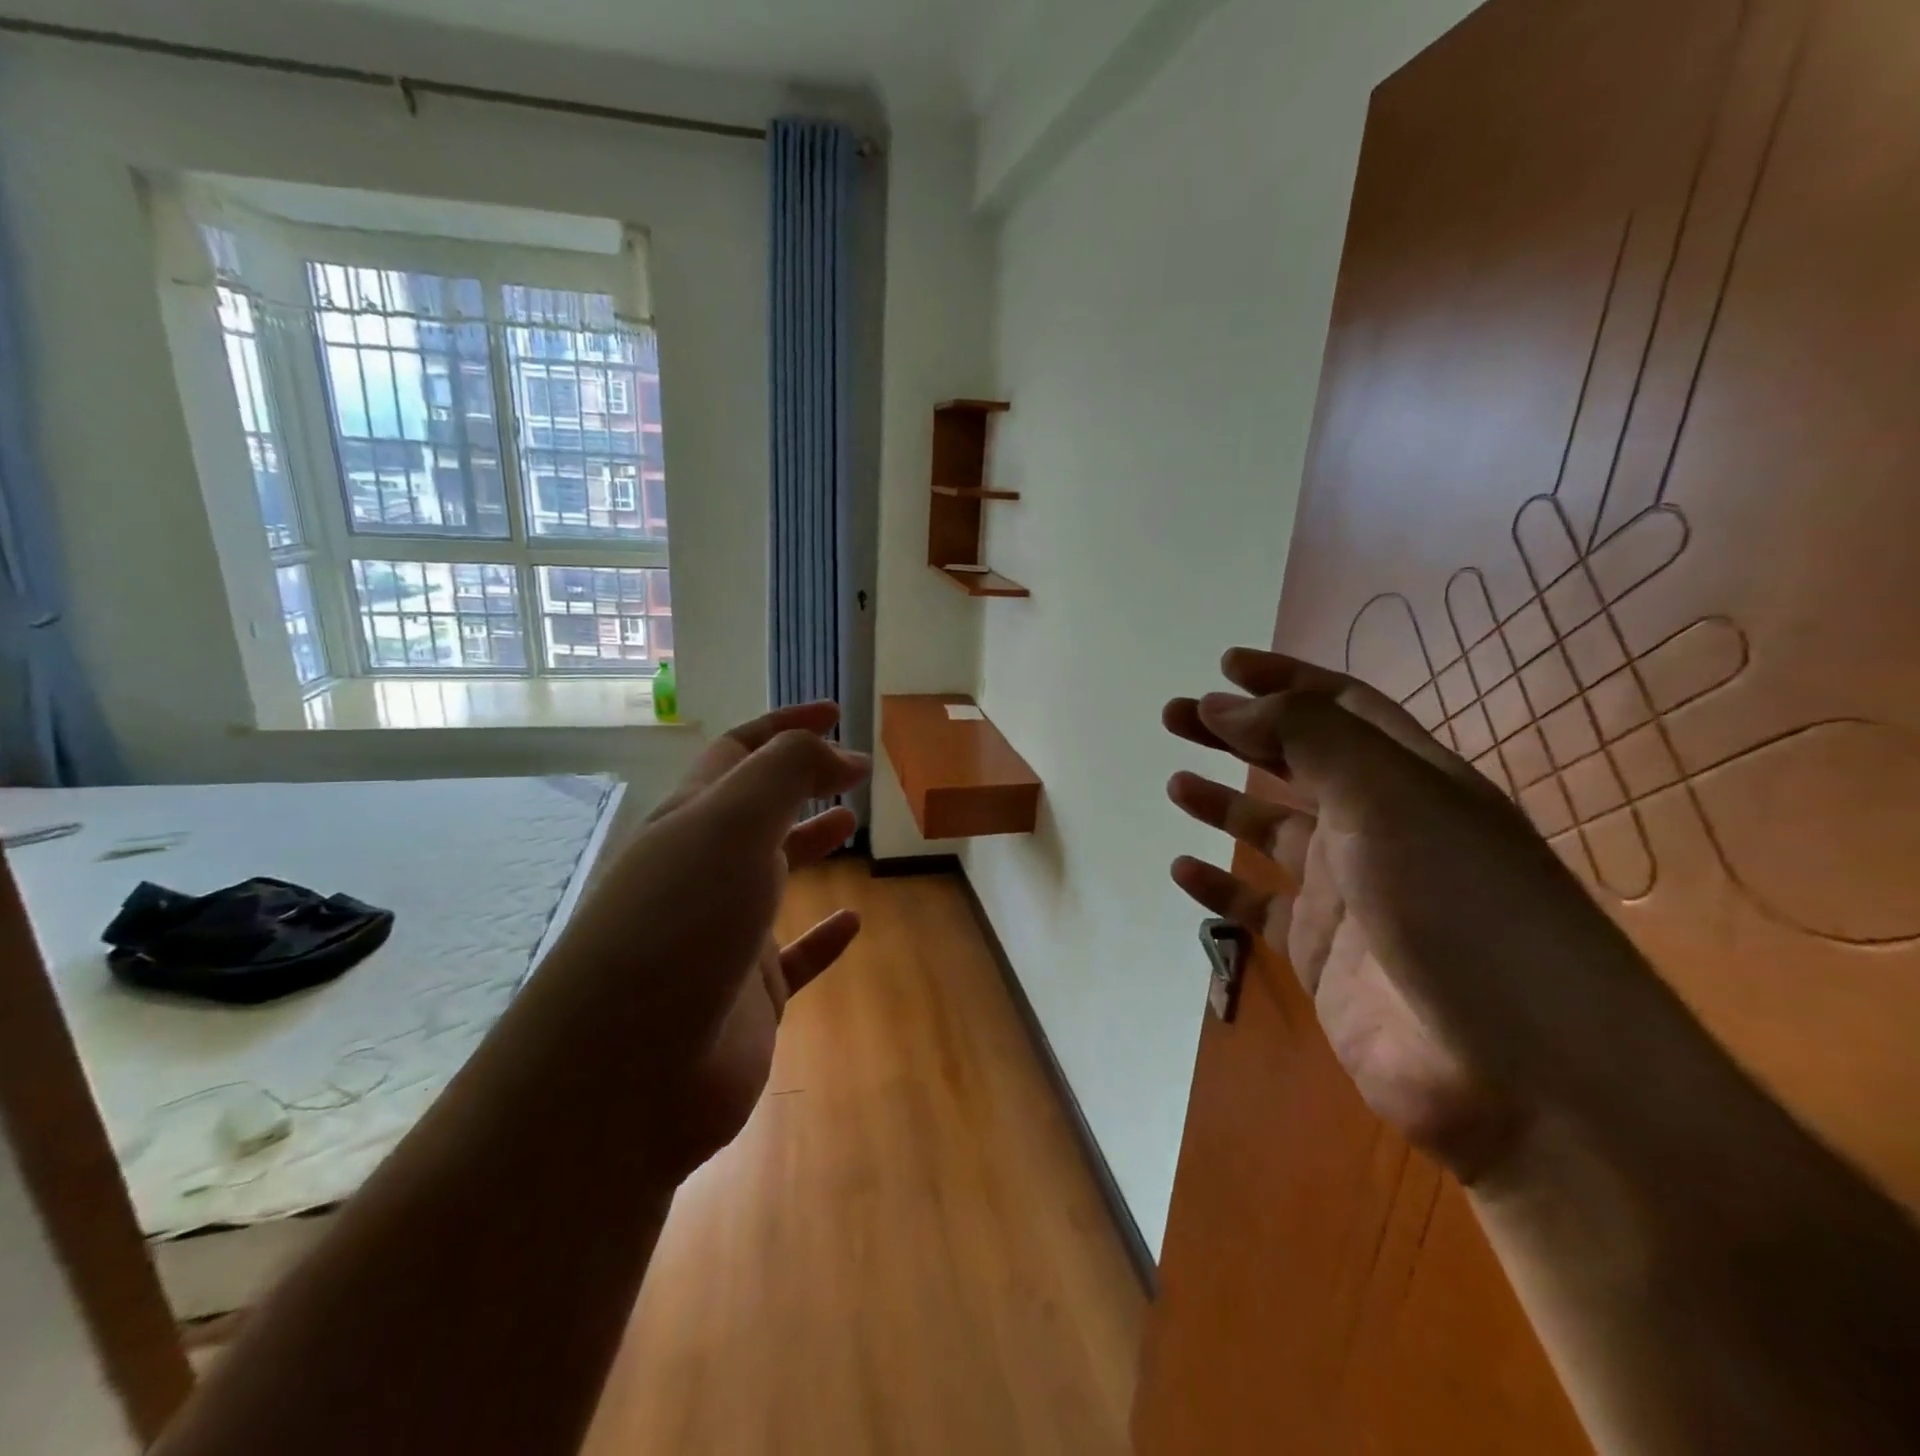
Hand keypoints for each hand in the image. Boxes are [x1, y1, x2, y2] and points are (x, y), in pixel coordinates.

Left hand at [555, 703, 869, 1181]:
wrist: (625, 1077)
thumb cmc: (679, 926)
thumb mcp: (732, 825)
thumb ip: (787, 772)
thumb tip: (841, 754)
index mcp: (691, 823)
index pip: (740, 753)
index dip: (786, 726)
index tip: (836, 712)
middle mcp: (703, 873)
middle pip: (756, 811)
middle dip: (800, 782)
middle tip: (853, 772)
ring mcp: (724, 936)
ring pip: (774, 877)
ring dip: (809, 845)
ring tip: (852, 825)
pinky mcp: (748, 997)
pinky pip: (795, 958)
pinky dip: (824, 938)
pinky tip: (854, 923)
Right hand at [1165, 650, 1652, 1181]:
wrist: (1520, 1078)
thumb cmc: (1461, 910)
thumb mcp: (1389, 798)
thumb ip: (1306, 738)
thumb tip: (1228, 703)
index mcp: (1414, 781)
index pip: (1343, 708)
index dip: (1285, 681)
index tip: (1224, 667)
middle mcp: (1382, 829)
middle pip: (1297, 764)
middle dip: (1237, 734)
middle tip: (1175, 716)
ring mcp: (1352, 896)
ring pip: (1273, 835)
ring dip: (1225, 805)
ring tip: (1176, 784)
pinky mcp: (1324, 956)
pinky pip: (1260, 909)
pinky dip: (1221, 888)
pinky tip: (1184, 869)